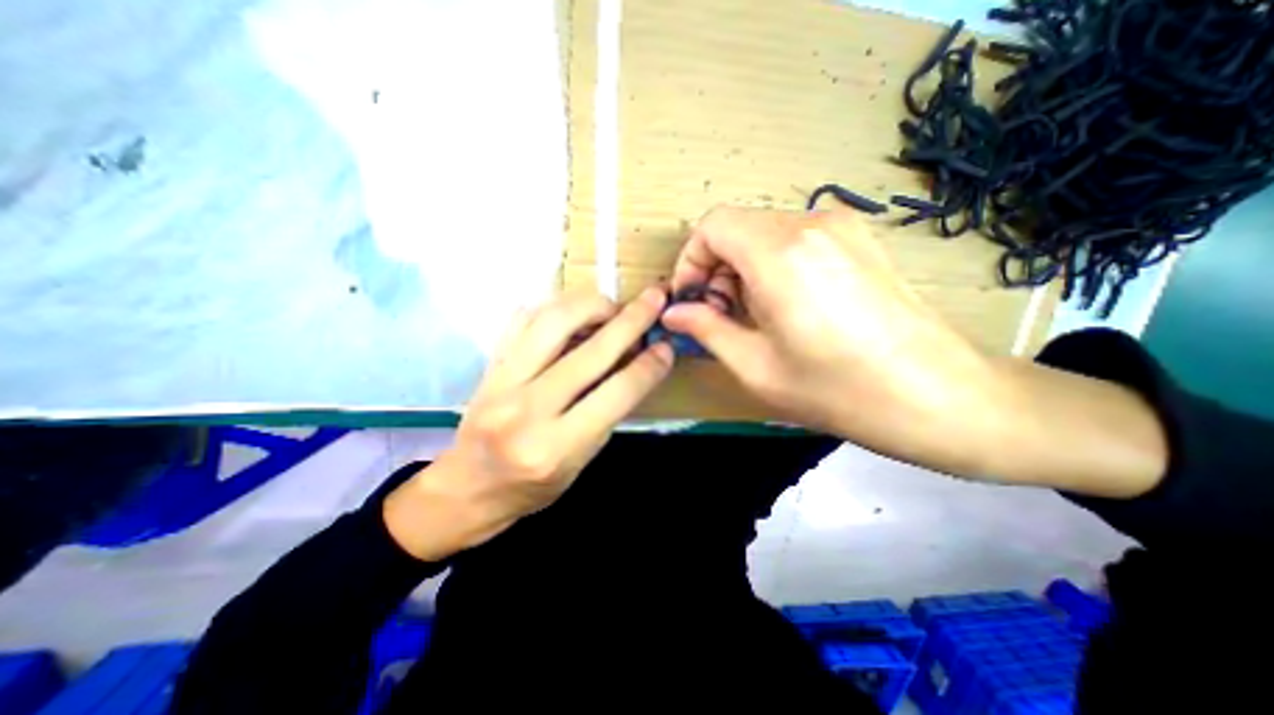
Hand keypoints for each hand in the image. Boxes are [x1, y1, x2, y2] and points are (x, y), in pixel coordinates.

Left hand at [381, 288, 669, 561]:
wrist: (467, 488)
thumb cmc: (532, 486)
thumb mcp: (581, 463)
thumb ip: (607, 413)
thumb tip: (634, 365)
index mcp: (556, 448)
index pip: (615, 394)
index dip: (647, 366)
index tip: (666, 347)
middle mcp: (527, 411)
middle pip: (590, 352)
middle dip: (630, 321)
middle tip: (654, 299)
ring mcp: (501, 383)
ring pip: (552, 322)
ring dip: (590, 305)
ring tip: (612, 306)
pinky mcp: (488, 366)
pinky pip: (523, 320)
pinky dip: (554, 307)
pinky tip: (573, 310)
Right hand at [657, 207, 1006, 473]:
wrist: (940, 396)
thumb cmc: (839, 389)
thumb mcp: (755, 366)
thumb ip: (706, 329)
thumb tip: (674, 312)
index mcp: (779, 254)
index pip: (711, 225)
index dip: (691, 260)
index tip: (693, 300)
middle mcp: (809, 225)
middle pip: (736, 227)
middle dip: (716, 268)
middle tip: (722, 315)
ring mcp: (840, 227)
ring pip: (764, 232)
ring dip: (743, 268)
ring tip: (754, 315)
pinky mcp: (859, 238)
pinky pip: (794, 238)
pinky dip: (772, 264)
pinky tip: (787, 305)